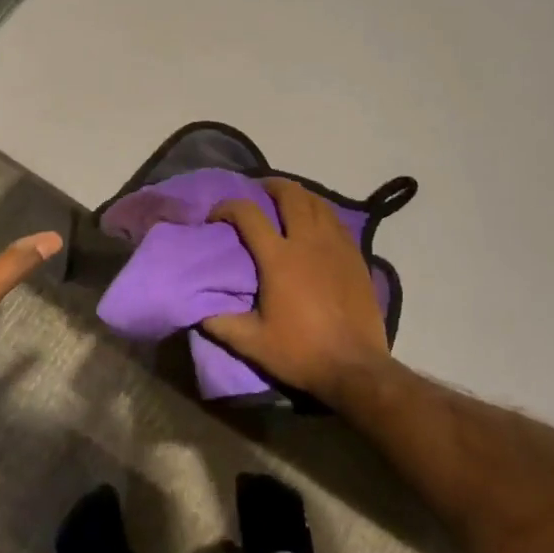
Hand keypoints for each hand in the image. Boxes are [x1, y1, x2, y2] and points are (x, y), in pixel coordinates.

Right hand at [203, 178, 392, 406]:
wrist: (355, 366)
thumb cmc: (301, 352)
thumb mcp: (253, 344)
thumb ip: (221, 324)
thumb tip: (197, 312)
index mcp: (279, 258)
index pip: (248, 215)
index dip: (228, 207)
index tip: (216, 215)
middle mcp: (308, 242)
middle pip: (291, 195)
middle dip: (271, 185)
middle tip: (258, 190)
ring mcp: (336, 246)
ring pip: (318, 203)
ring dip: (299, 195)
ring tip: (287, 201)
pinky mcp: (356, 256)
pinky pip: (337, 221)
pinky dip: (322, 213)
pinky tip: (317, 223)